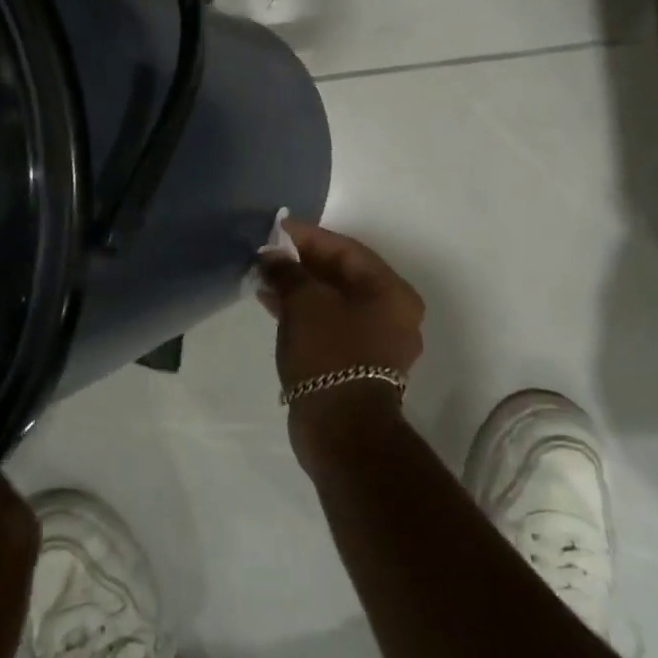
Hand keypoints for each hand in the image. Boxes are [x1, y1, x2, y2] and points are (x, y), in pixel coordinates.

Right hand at [259, 220, 425, 468]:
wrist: (341, 429)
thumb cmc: (330, 354)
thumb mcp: (305, 303)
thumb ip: (289, 272)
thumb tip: (273, 256)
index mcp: (392, 292)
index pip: (347, 250)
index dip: (310, 236)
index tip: (278, 228)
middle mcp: (393, 313)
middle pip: (343, 275)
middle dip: (303, 262)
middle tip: (269, 253)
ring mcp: (377, 341)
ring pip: (334, 301)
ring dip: (300, 288)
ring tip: (265, 278)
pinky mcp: (358, 363)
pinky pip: (330, 324)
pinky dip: (305, 312)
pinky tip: (274, 305)